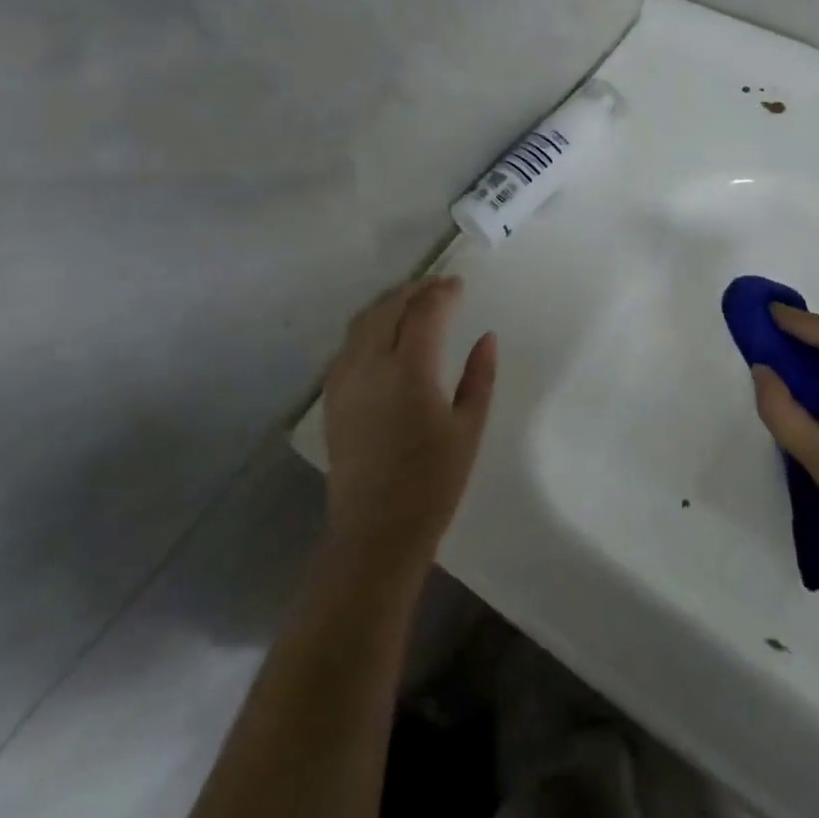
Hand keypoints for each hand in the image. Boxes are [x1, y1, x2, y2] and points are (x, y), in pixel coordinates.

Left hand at [321, 276, 497, 577]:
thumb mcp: (469, 428)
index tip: (459, 284)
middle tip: (437, 286)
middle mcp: (370, 365)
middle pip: (388, 308)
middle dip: (414, 290)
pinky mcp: (332, 398)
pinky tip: (385, 336)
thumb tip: (486, 337)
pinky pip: (349, 345)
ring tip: (412, 302)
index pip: (425, 312)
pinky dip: (369, 327)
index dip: (442, 292)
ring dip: (388, 304)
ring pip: (362, 322)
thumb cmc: (433, 483)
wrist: (375, 533)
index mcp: (409, 370)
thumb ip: (480, 376)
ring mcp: (344, 380)